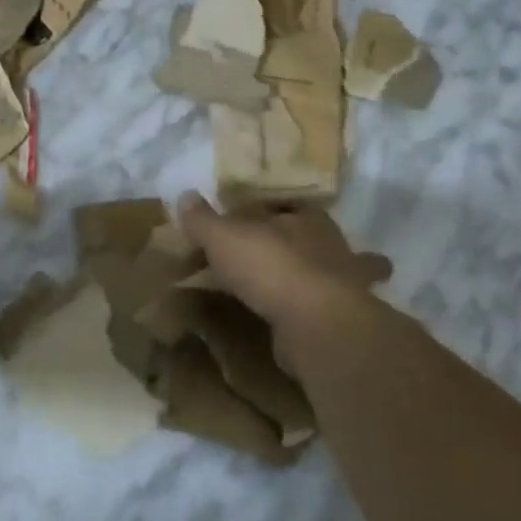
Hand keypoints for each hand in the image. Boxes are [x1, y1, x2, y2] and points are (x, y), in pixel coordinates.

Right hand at [175, 192, 391, 371]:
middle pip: (293, 239)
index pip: (279, 206)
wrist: (316, 325)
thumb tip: (185, 195)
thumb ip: (204, 219)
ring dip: (285, 279)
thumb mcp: (224, 238)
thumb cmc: (271, 267)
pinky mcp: (334, 319)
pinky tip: (274, 318)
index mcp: (306, 216)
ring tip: (254, 289)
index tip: (231, 223)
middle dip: (272, 246)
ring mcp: (336, 284)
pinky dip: (291, 311)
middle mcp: (328, 245)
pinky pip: (307, 308)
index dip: (255, 212)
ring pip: (305, 274)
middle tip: (239, 257)